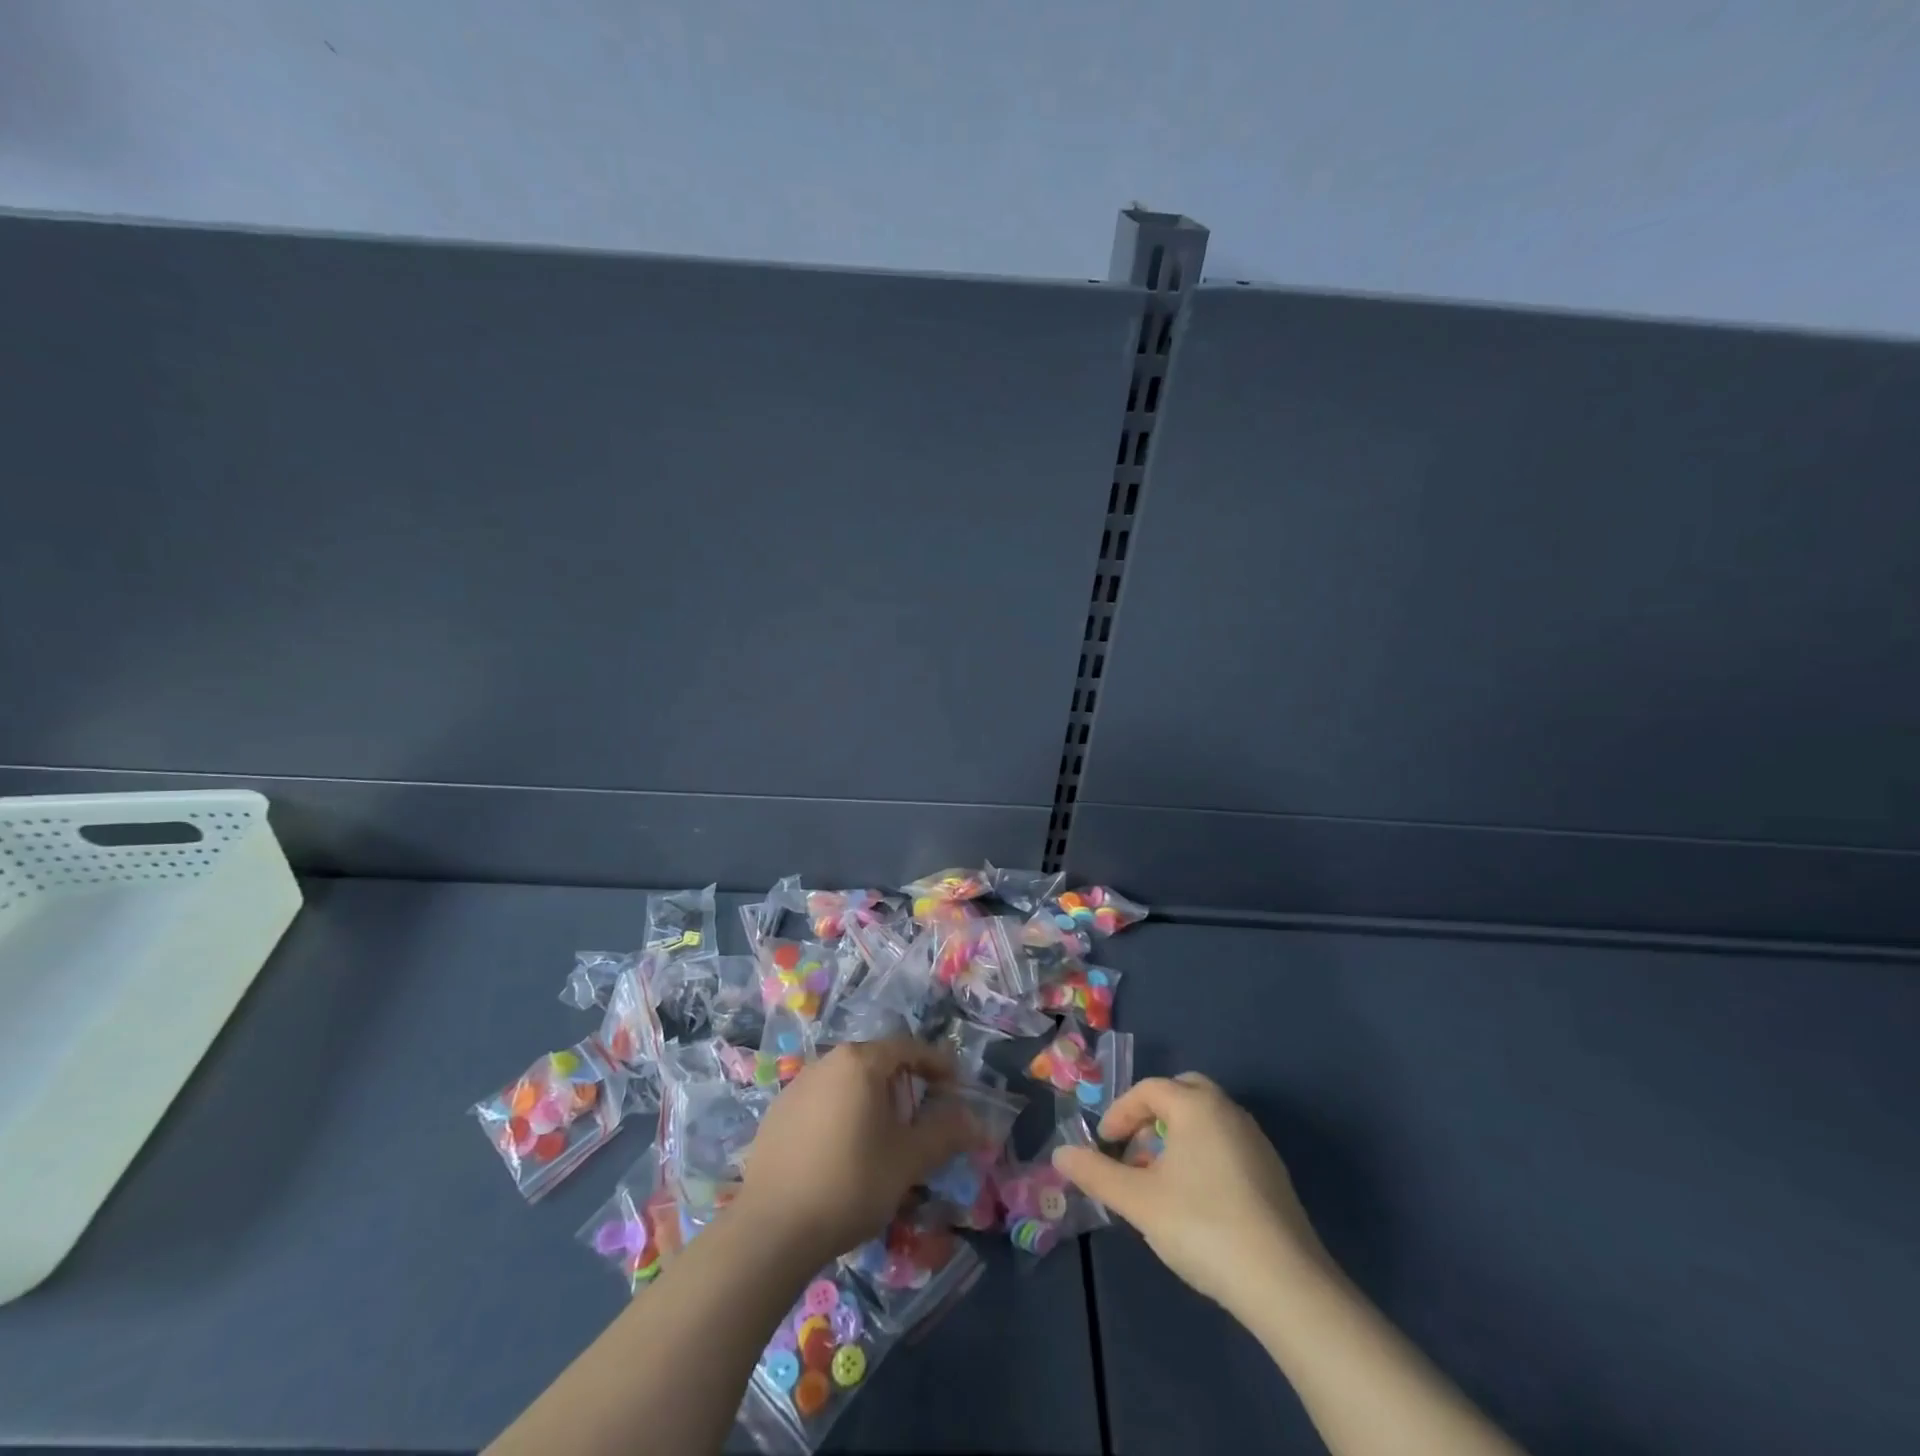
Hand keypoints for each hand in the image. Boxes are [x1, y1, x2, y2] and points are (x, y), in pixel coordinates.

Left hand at [735, 1037, 980, 1269]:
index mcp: (860, 1062)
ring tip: (884, 1138)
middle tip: (922, 1117)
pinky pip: (822, 1103)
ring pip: (847, 1083)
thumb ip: (945, 1134)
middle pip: (876, 1062)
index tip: (955, 1085)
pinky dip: (843, 1115)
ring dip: (872, 1101)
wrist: (772, 1229)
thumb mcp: (908, 1160)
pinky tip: (844, 1153)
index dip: (936, 1064)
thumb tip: (976, 1121)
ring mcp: (796, 1087)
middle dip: (904, 1084)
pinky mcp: (777, 1115)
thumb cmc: (850, 1183)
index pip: (908, 1048)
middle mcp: (826, 1062)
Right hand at [1054, 1073, 1328, 1321]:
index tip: (1104, 1146)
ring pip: (1206, 1120)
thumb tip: (1060, 1153)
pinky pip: (1226, 1144)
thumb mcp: (1138, 1201)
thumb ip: (1096, 1173)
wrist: (1285, 1284)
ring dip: (1177, 1137)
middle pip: (1183, 1093)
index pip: (1149, 1090)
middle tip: (1134, 1151)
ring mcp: (1256, 1141)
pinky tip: (1196, 1201)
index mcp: (1197, 1105)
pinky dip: (1202, 1155)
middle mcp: (1229, 1111)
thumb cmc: (1203, 1226)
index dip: (1120, 1113)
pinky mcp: (1273, 1174)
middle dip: (1152, 1116)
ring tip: (1159, 1180)